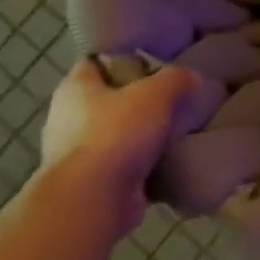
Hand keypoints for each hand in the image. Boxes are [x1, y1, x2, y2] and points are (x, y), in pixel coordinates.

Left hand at [41, 60, 200, 241]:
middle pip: (111, 98)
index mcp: (74, 88)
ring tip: (178, 128)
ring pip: (118, 132)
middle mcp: (68, 118)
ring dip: (144, 133)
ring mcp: (77, 153)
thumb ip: (176, 78)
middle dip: (141, 98)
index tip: (157, 61)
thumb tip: (191, 78)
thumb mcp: (156, 93)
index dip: (126, 57)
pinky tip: (171, 158)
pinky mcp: (92, 182)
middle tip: (175, 95)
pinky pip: (124, 164)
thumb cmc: (116, 134)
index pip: (97, 61)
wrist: (93, 201)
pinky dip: (144, 162)